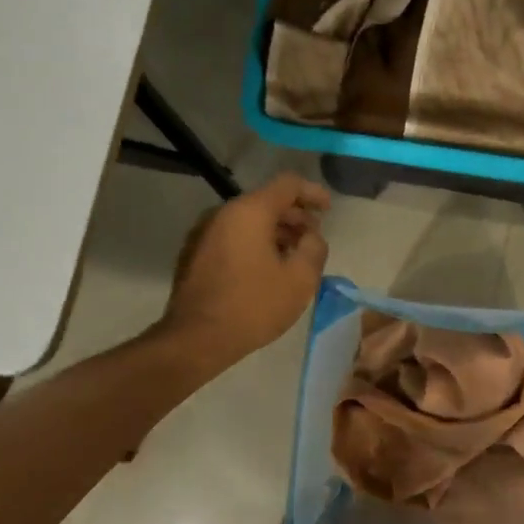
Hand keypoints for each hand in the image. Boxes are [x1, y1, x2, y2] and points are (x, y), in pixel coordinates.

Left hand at [159, 172, 329, 367]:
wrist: (195, 340)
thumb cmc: (253, 306)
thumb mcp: (300, 279)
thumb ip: (315, 248)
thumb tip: (311, 237)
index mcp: (249, 212)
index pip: (288, 184)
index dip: (313, 193)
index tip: (328, 210)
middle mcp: (223, 213)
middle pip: (266, 201)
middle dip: (294, 216)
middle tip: (313, 238)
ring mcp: (204, 233)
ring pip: (248, 221)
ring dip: (275, 232)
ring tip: (294, 256)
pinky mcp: (194, 254)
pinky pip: (232, 237)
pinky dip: (254, 244)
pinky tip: (267, 269)